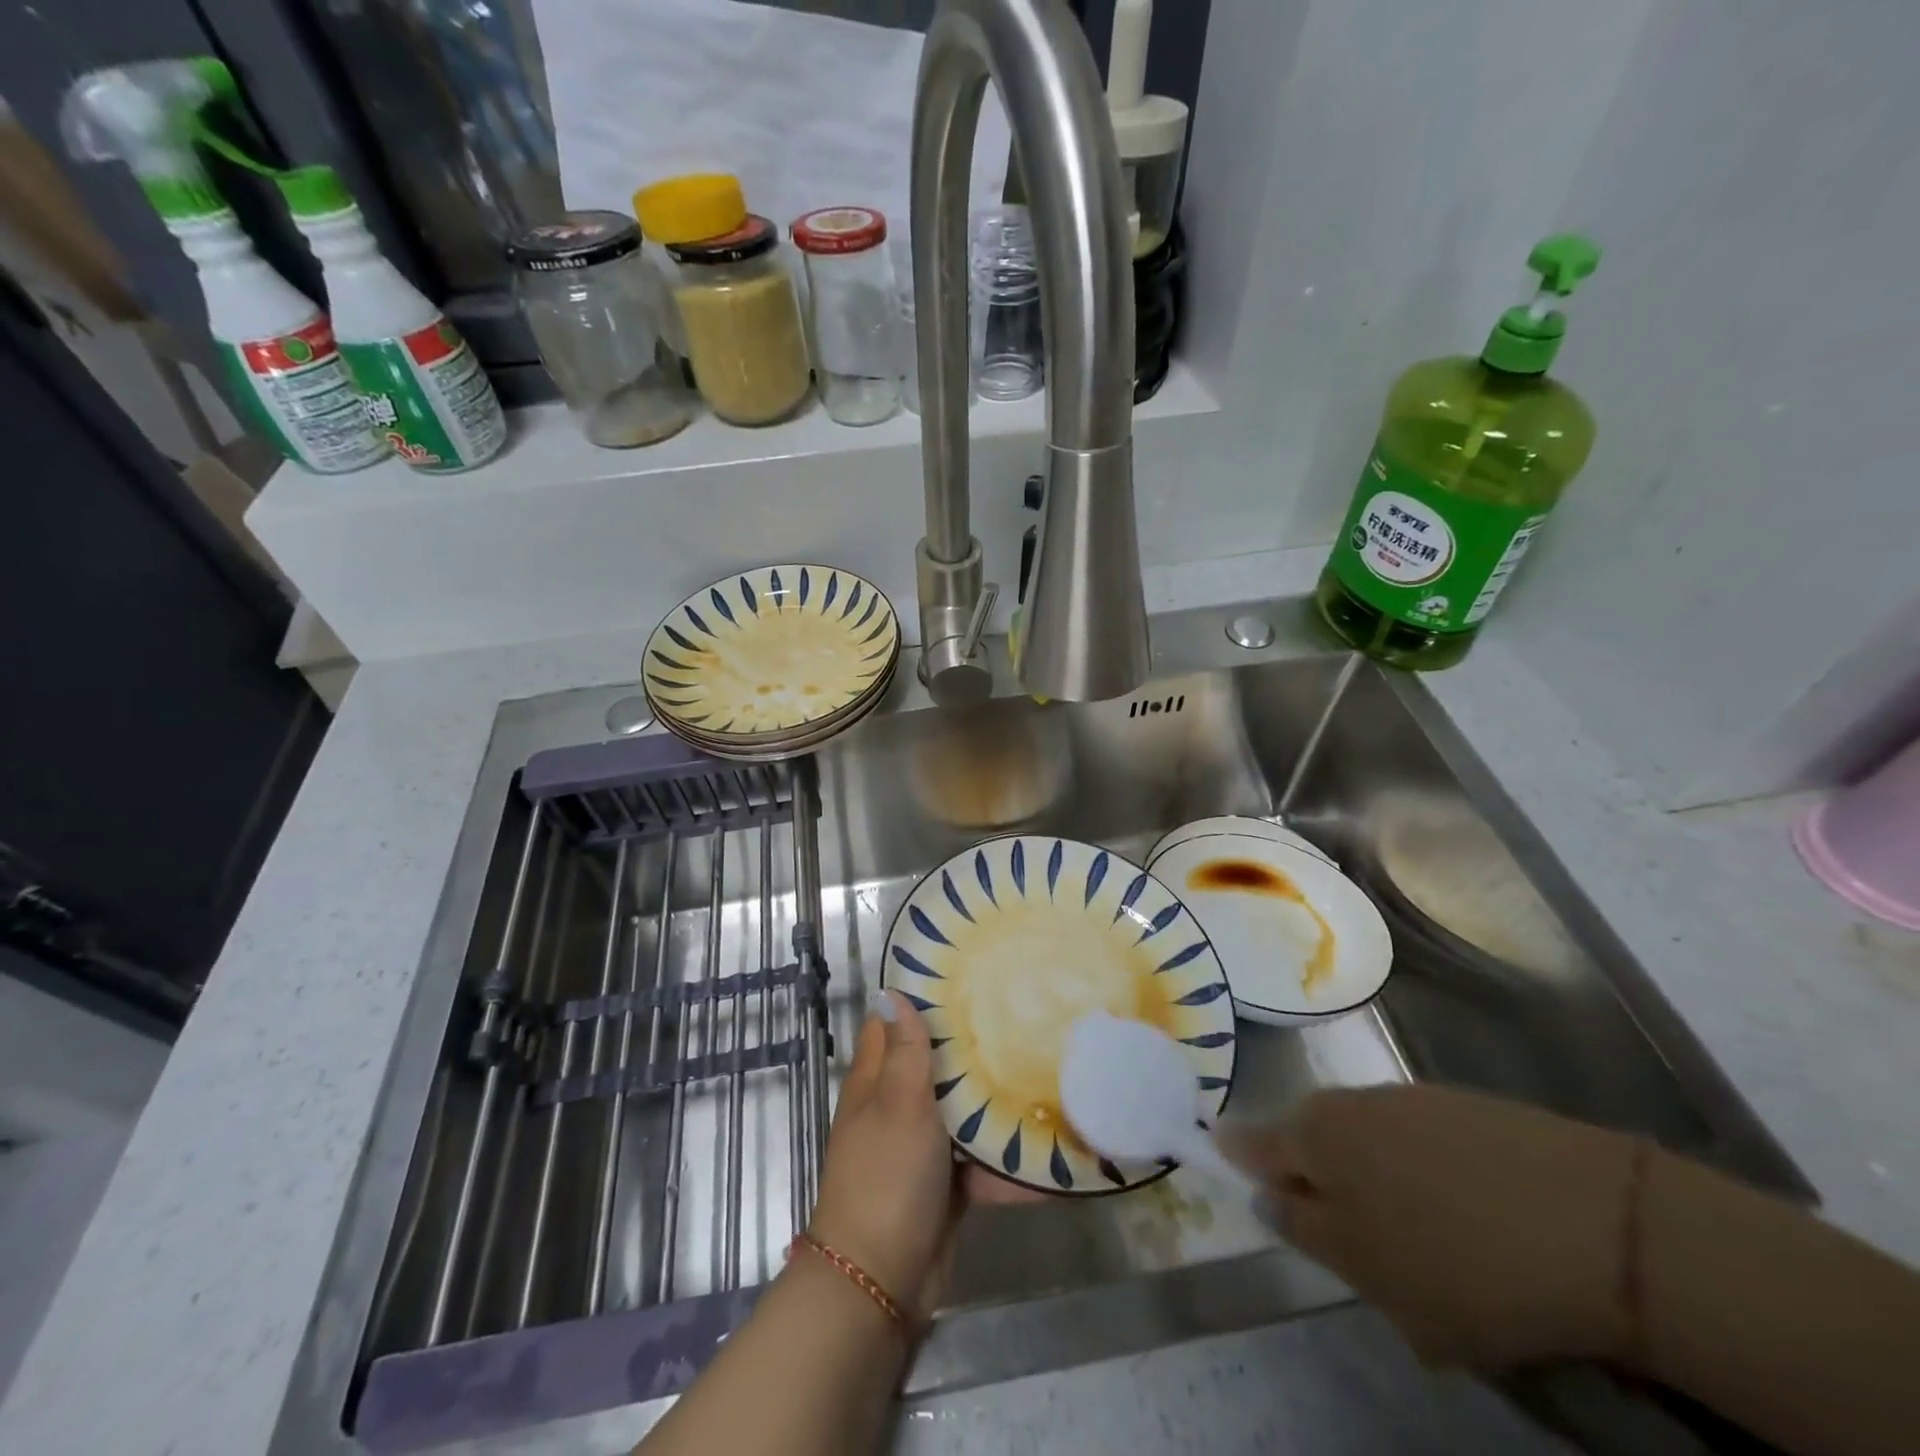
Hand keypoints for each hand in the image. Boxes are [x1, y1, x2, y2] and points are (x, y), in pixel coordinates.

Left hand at [806, 990, 1035, 1320]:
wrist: (882, 1282)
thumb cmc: (886, 1176)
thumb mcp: (898, 1104)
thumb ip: (904, 1051)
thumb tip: (891, 993)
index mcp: (876, 1081)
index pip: (892, 1025)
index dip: (920, 1000)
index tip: (963, 976)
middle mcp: (898, 1108)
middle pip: (935, 1065)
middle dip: (972, 1046)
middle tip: (1021, 1015)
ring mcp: (924, 1148)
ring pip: (964, 1112)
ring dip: (997, 1102)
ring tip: (1048, 1068)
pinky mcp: (949, 1185)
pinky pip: (983, 1163)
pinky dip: (1010, 1161)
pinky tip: (1056, 1147)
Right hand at [1224, 1084, 1643, 1370]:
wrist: (1600, 1224)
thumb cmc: (1462, 1262)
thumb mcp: (1371, 1274)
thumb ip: (1307, 1231)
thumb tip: (1268, 1198)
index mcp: (1315, 1139)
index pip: (1252, 1143)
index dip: (1234, 1154)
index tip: (1217, 1153)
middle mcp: (1348, 1104)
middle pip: (1308, 1135)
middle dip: (1307, 1170)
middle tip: (1328, 1216)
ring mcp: (1407, 1099)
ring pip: (1361, 1136)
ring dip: (1365, 1171)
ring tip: (1401, 1225)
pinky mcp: (1462, 1106)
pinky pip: (1413, 1137)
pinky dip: (1413, 1166)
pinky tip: (1455, 1209)